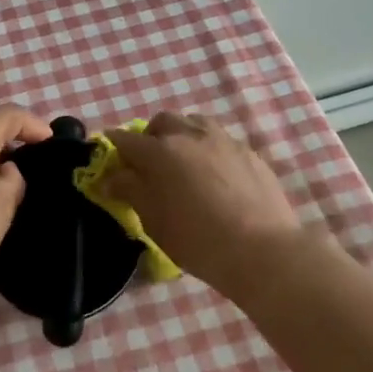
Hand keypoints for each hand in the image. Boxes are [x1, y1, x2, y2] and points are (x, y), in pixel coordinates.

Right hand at [101, 113, 300, 292]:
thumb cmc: (197, 240)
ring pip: (194, 123)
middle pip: (162, 122)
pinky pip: (221, 140)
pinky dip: (209, 149)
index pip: (126, 139)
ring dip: (182, 134)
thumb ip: (130, 191)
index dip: (114, 146)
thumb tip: (112, 177)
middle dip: (150, 136)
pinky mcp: (249, 152)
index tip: (110, 154)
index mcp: (160, 151)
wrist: (262, 250)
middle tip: (149, 161)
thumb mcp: (153, 220)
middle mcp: (190, 135)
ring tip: (184, 160)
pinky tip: (215, 174)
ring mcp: (224, 140)